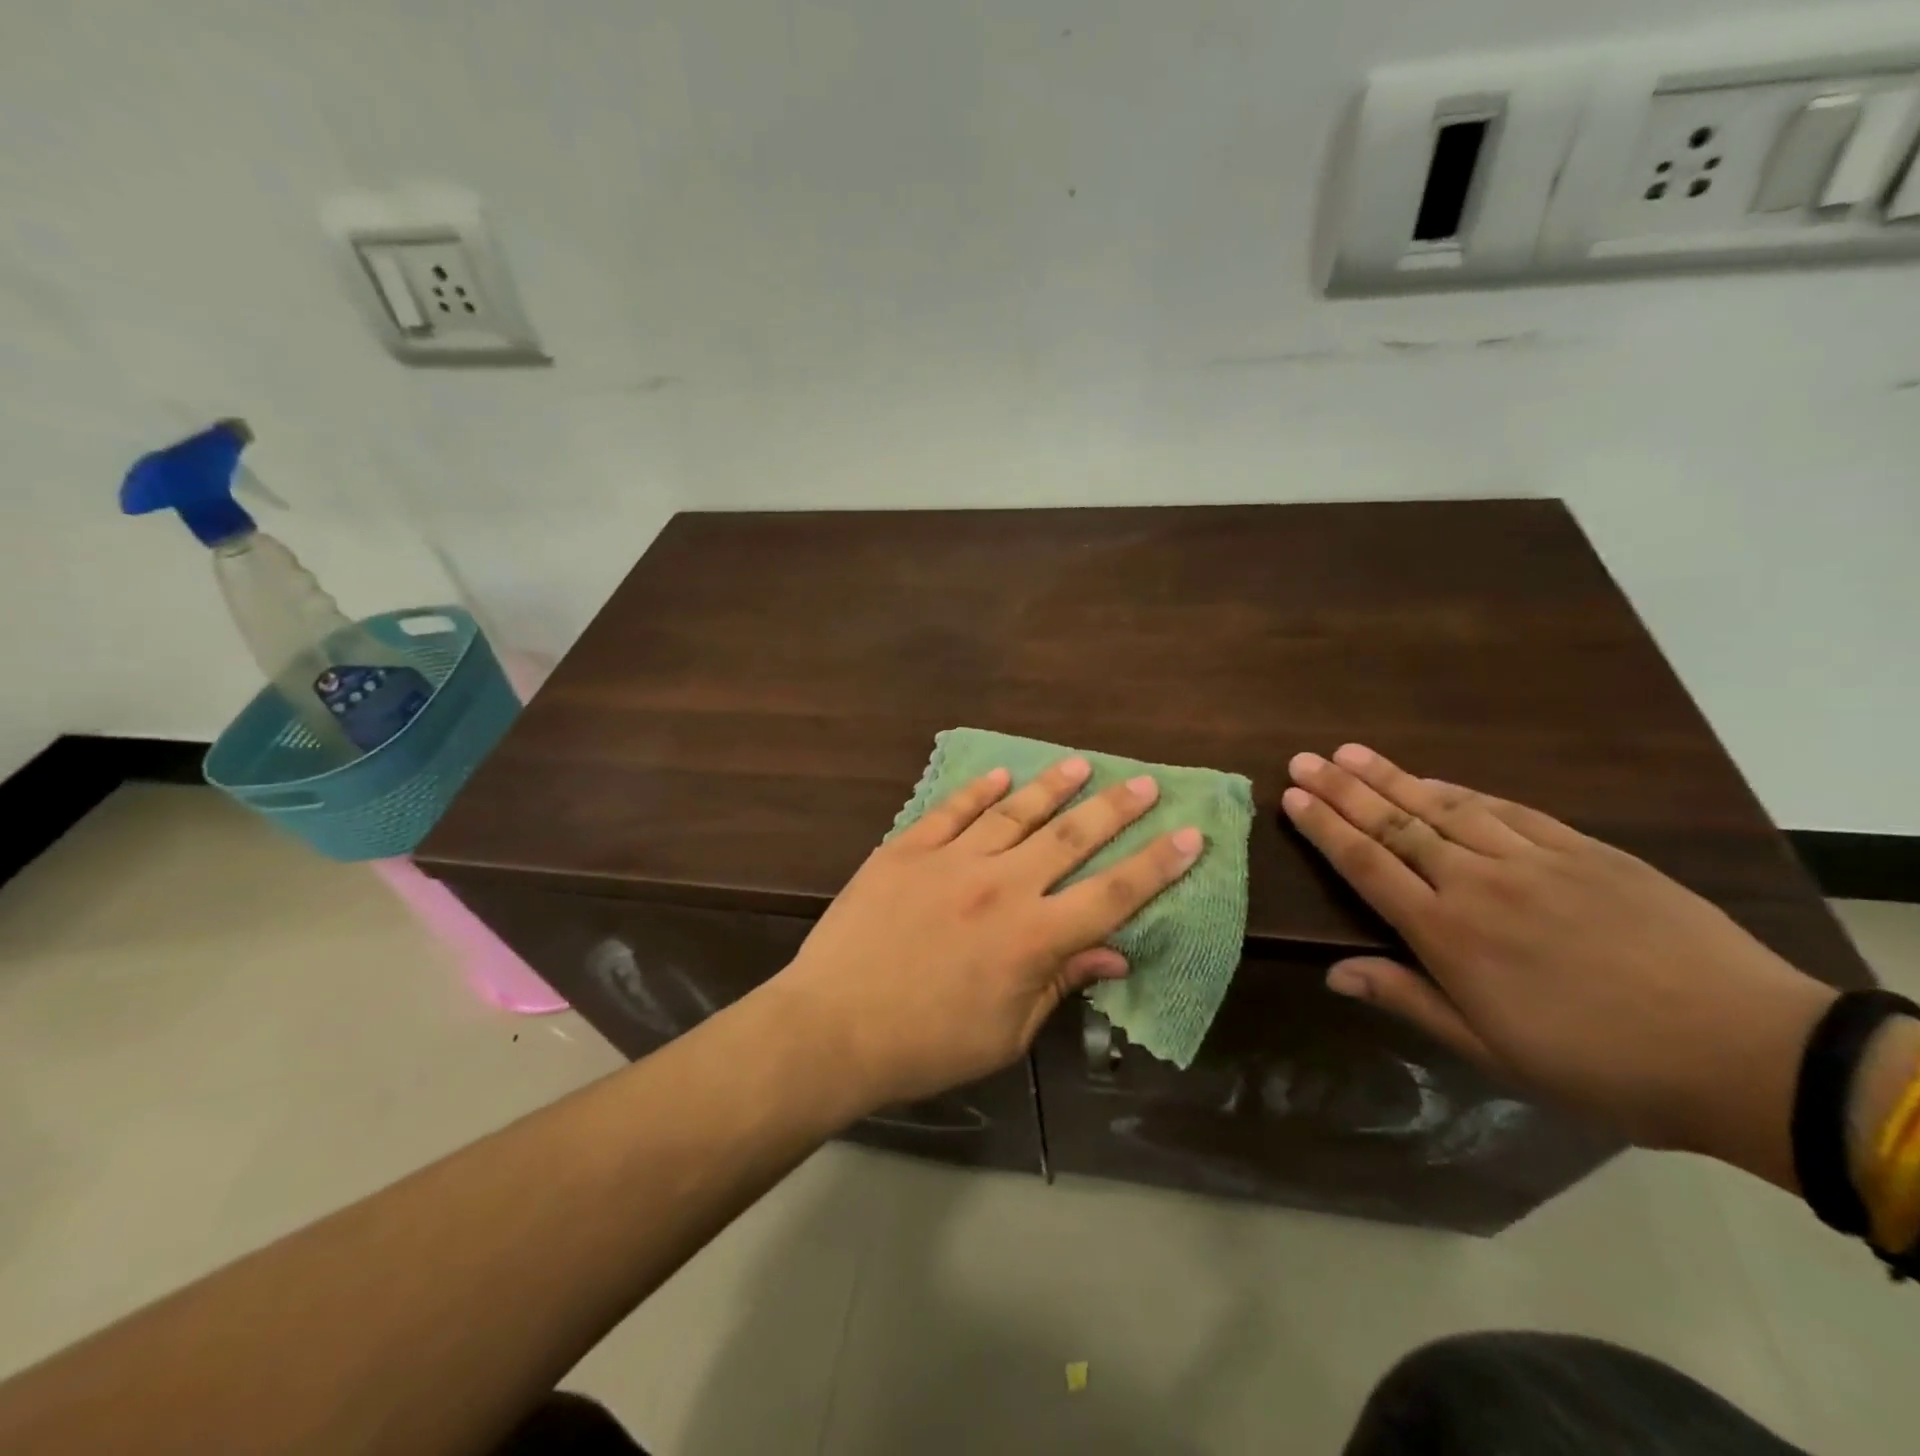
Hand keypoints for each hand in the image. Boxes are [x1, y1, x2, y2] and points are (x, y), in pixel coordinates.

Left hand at [775, 756, 1203, 1114]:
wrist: (832, 1028)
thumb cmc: (925, 1046)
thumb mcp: (1007, 1033)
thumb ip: (1060, 983)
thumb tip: (1114, 952)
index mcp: (1033, 938)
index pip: (1113, 894)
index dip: (1158, 864)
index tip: (1191, 834)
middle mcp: (1000, 887)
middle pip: (1071, 838)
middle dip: (1115, 809)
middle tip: (1145, 783)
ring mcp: (950, 861)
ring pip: (1014, 813)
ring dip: (1053, 788)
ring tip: (1081, 765)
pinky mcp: (905, 850)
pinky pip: (951, 811)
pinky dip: (979, 790)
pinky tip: (1001, 775)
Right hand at [1282, 744, 1836, 1188]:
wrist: (1746, 1050)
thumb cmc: (1602, 1065)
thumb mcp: (1493, 1052)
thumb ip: (1408, 999)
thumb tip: (1334, 973)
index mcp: (1448, 935)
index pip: (1367, 865)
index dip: (1324, 828)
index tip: (1292, 797)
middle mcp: (1477, 884)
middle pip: (1395, 825)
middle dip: (1342, 790)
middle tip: (1304, 760)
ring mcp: (1532, 861)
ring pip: (1443, 808)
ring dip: (1391, 778)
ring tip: (1350, 752)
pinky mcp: (1583, 850)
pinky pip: (1507, 810)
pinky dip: (1462, 791)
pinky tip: (1434, 779)